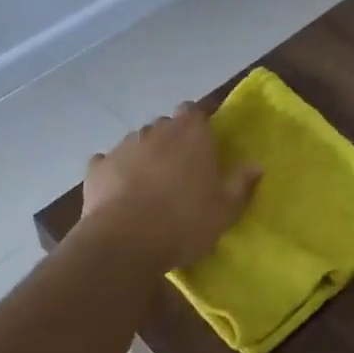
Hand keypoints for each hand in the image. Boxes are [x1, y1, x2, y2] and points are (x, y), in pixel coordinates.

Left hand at [82, 104, 259, 271]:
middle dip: (172, 141)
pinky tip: (118, 191)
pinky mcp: (97, 166)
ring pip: (138, 141)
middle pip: (166, 125)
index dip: (198, 124)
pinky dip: (114, 171)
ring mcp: (124, 145)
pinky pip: (107, 162)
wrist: (125, 242)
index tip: (203, 144)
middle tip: (179, 170)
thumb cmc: (184, 221)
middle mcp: (157, 129)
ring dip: (144, 155)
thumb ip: (241, 183)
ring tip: (149, 185)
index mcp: (190, 132)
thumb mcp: (224, 209)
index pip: (195, 110)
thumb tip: (256, 164)